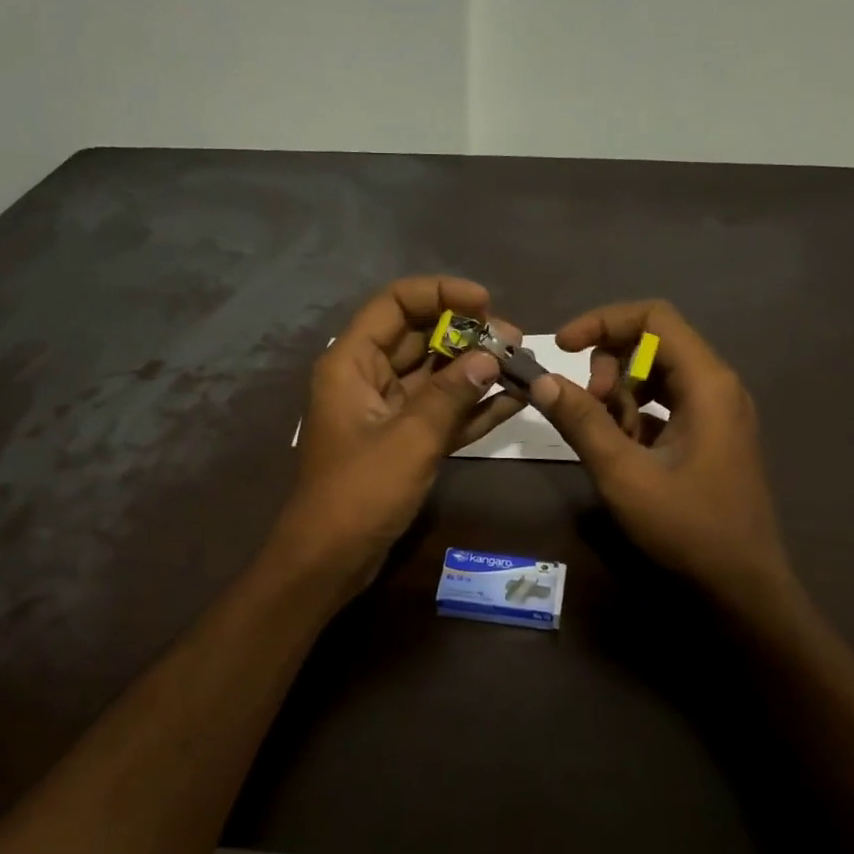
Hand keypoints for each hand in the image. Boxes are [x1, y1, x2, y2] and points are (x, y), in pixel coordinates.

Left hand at [269, 277, 523, 593]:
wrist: (329, 559)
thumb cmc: (360, 492)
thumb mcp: (410, 438)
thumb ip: (452, 394)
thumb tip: (492, 356)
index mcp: (352, 363)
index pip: (394, 304)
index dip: (439, 294)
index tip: (485, 303)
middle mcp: (368, 378)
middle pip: (419, 337)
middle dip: (467, 335)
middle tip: (515, 341)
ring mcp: (387, 411)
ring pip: (435, 376)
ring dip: (475, 370)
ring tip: (523, 365)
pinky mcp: (403, 442)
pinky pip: (441, 413)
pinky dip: (472, 407)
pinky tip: (513, 400)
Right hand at [530, 300, 794, 607]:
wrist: (742, 587)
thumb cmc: (687, 528)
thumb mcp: (624, 474)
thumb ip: (582, 422)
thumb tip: (541, 380)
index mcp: (707, 383)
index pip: (653, 317)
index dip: (602, 322)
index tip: (561, 347)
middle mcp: (717, 386)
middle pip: (653, 343)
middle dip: (609, 366)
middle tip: (586, 408)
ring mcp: (716, 412)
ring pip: (656, 376)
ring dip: (619, 395)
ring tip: (604, 438)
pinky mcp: (709, 436)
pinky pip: (665, 405)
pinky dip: (635, 417)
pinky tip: (622, 452)